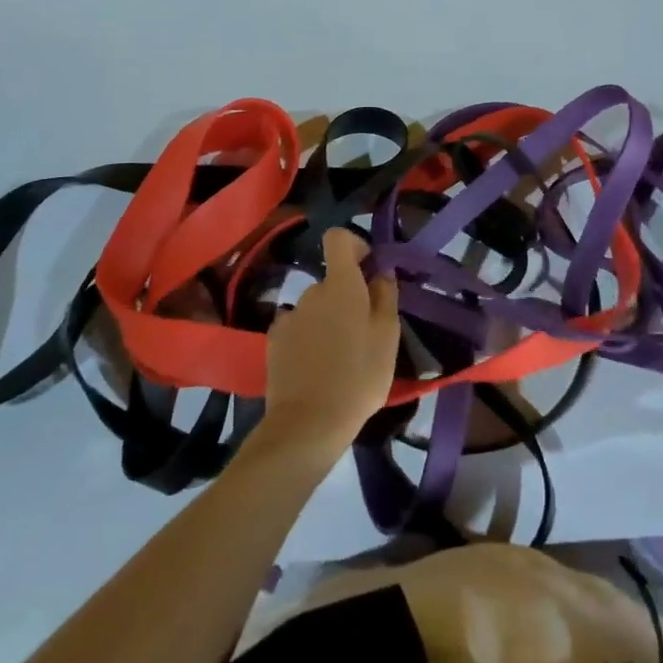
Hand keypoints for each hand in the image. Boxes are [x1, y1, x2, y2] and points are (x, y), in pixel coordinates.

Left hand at [261, 229, 400, 460]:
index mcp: (341, 285)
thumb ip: (386, 296)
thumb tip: (380, 273)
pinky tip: (315, 367)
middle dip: (347, 297)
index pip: (338, 238)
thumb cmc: (358, 377)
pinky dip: (307, 338)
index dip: (354, 245)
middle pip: (331, 281)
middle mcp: (312, 292)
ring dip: (328, 320)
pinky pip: (297, 328)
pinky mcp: (274, 341)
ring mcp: (289, 316)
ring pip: (315, 307)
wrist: (308, 424)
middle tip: (363, 332)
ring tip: (340, 357)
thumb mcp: (388, 337)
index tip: (368, 269)